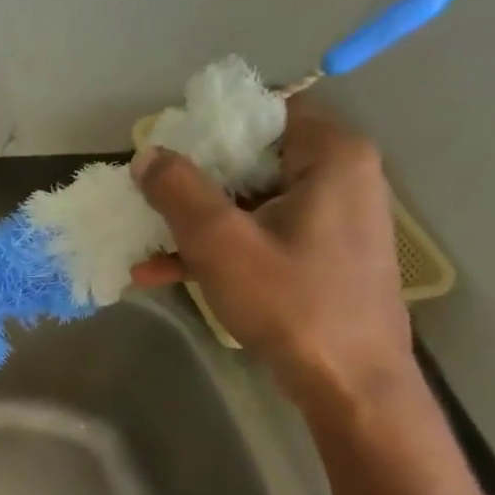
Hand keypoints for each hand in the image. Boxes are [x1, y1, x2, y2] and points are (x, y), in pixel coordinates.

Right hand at [129, 98, 413, 411]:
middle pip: (254, 159)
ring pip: (251, 203)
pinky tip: (163, 273)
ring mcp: (332, 220)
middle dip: (195, 182)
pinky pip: (261, 236)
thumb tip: (146, 154)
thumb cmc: (291, 302)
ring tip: (144, 243)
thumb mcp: (220, 243)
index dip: (213, 127)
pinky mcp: (321, 256)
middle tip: (149, 196)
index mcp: (331, 158)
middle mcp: (341, 178)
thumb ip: (178, 192)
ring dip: (196, 223)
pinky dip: (219, 249)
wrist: (349, 382)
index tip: (168, 151)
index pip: (268, 112)